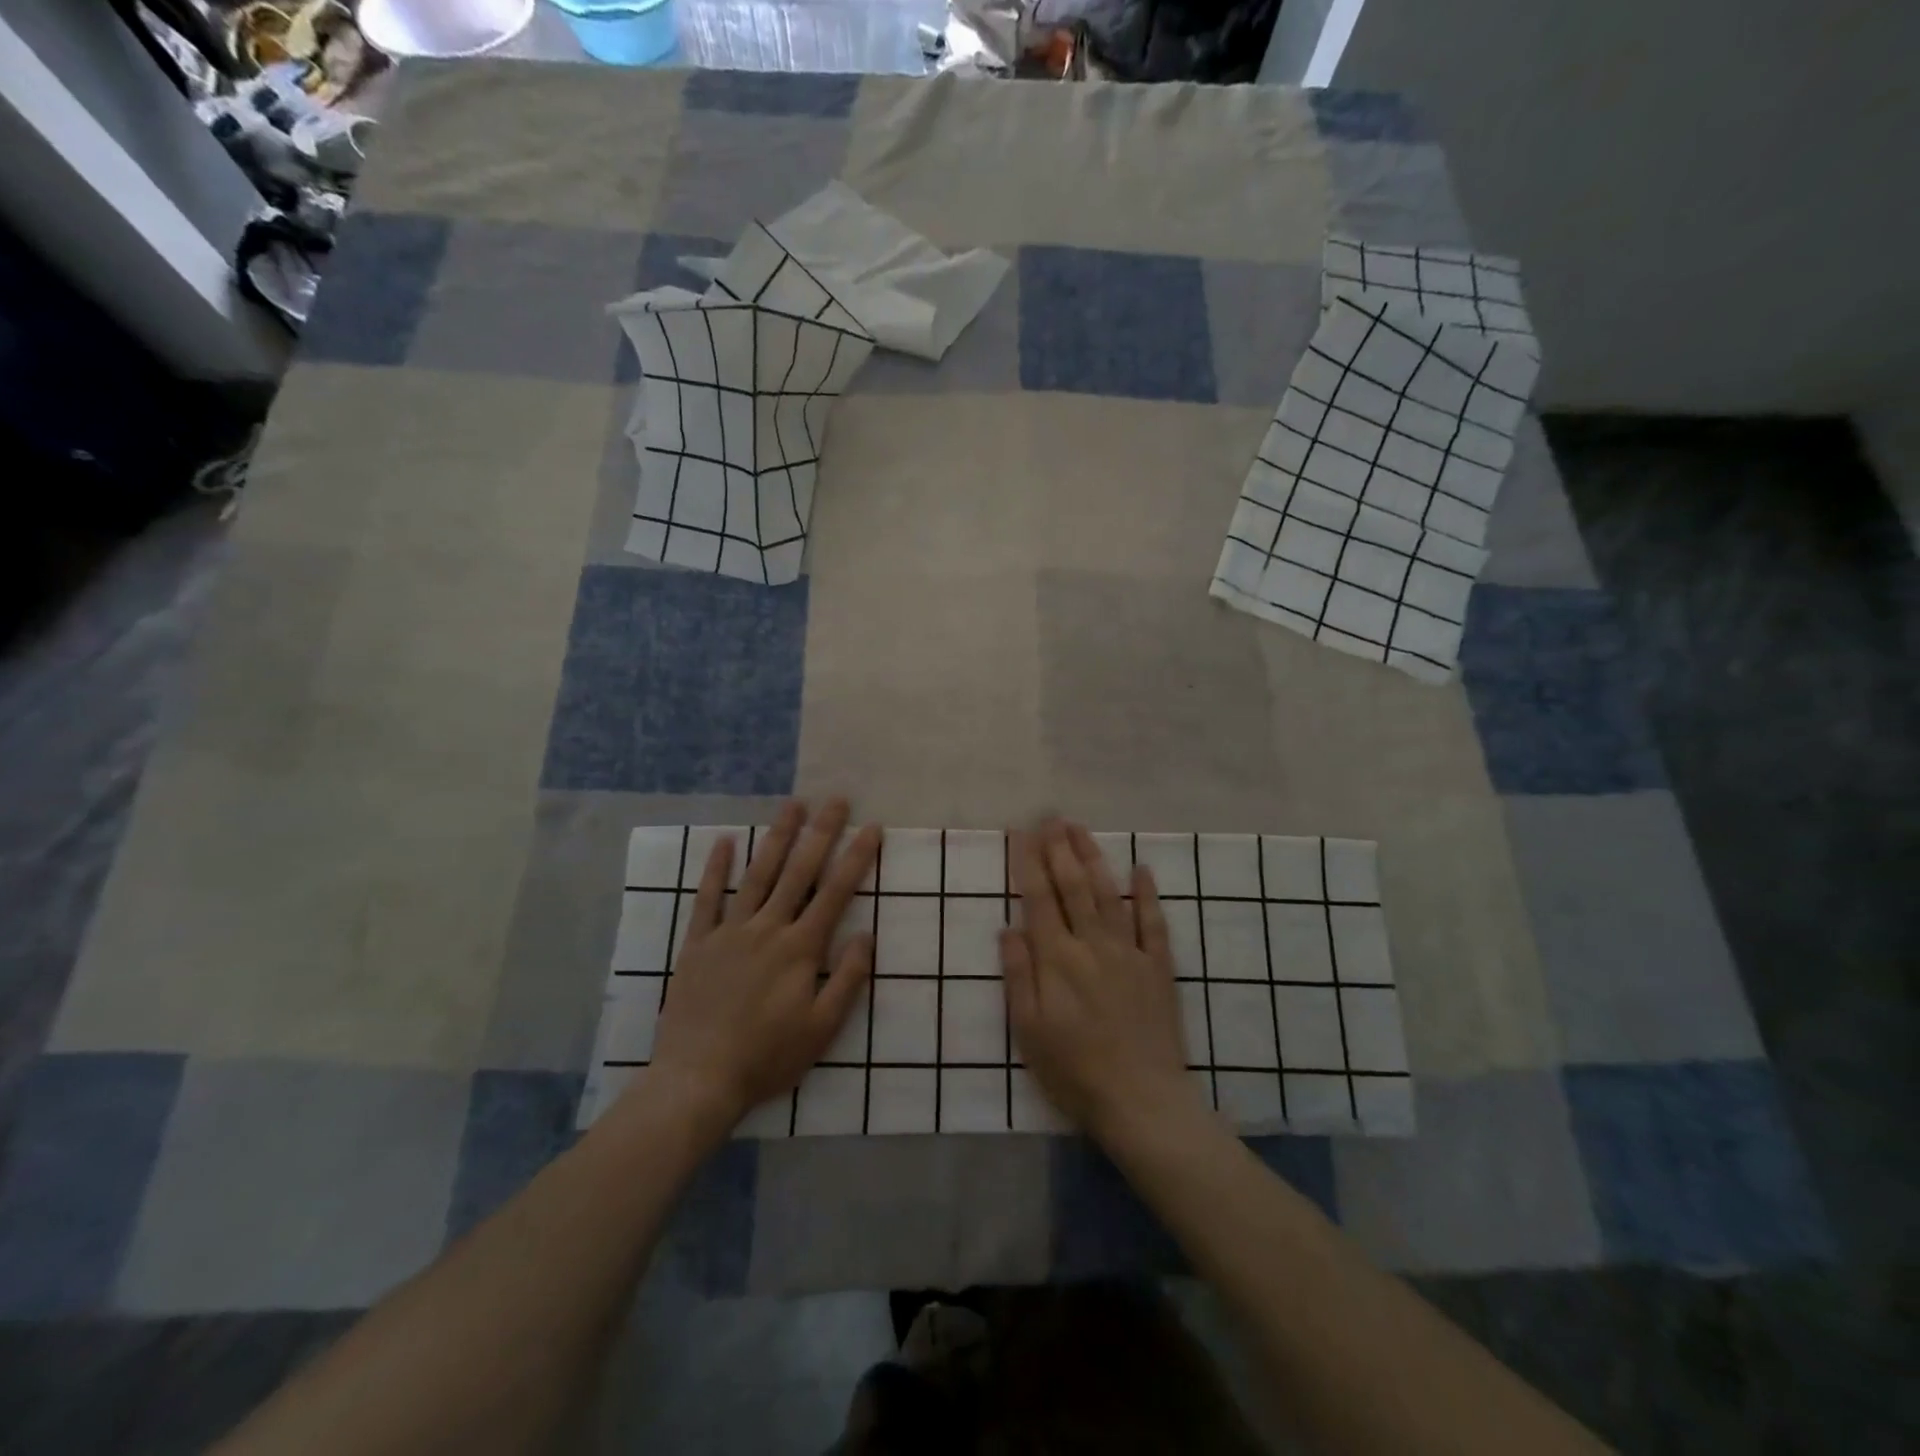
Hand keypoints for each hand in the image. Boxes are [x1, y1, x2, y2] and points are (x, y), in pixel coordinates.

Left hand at [634, 799, 881, 1134]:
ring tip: (793, 805)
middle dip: (821, 833)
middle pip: (799, 871)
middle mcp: (767, 929)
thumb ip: (847, 978)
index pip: (835, 892)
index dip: (856, 858)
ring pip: (758, 875)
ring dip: (777, 837)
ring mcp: (730, 932)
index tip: (872, 828)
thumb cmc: (768, 1057)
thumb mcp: (822, 1028)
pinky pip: (707, 899)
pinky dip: (716, 869)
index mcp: (800, 948)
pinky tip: (725, 841)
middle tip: (836, 800)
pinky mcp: (698, 944)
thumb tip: (866, 934)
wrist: (698, 1080)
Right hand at [1000, 819, 1202, 1144]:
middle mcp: (1092, 944)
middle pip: (1074, 886)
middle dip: (1060, 849)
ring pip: (1108, 894)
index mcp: (1057, 959)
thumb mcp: (1029, 1030)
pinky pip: (1154, 923)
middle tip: (1052, 817)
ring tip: (1081, 829)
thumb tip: (1009, 927)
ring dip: (1094, 858)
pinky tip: (1141, 868)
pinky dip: (1146, 893)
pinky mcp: (1158, 967)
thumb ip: (1019, 975)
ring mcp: (1129, 952)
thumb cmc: (1074, 1070)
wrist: (1142, 1101)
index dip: (1030, 862)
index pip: (1040, 898)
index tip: (1023, 832)